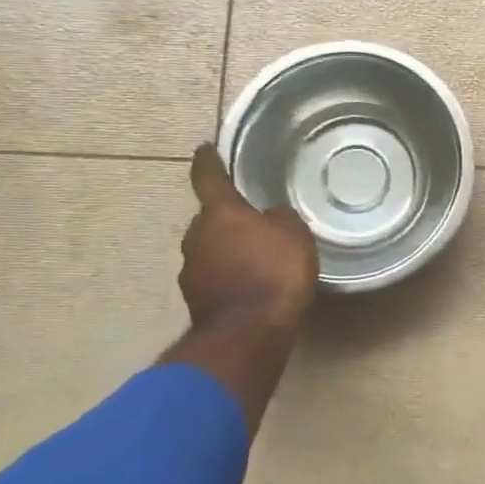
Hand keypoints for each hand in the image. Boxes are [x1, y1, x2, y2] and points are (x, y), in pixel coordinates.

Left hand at [161, 144, 318, 433]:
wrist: (249, 334)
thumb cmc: (274, 272)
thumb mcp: (293, 235)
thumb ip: (278, 219)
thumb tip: (267, 218)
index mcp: (219, 212)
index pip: (208, 177)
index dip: (208, 161)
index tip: (205, 149)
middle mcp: (197, 236)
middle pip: (209, 218)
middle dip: (227, 217)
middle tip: (251, 220)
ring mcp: (191, 270)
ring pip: (209, 249)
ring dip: (227, 249)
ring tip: (254, 258)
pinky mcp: (196, 299)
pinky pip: (213, 276)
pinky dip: (228, 276)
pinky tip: (249, 285)